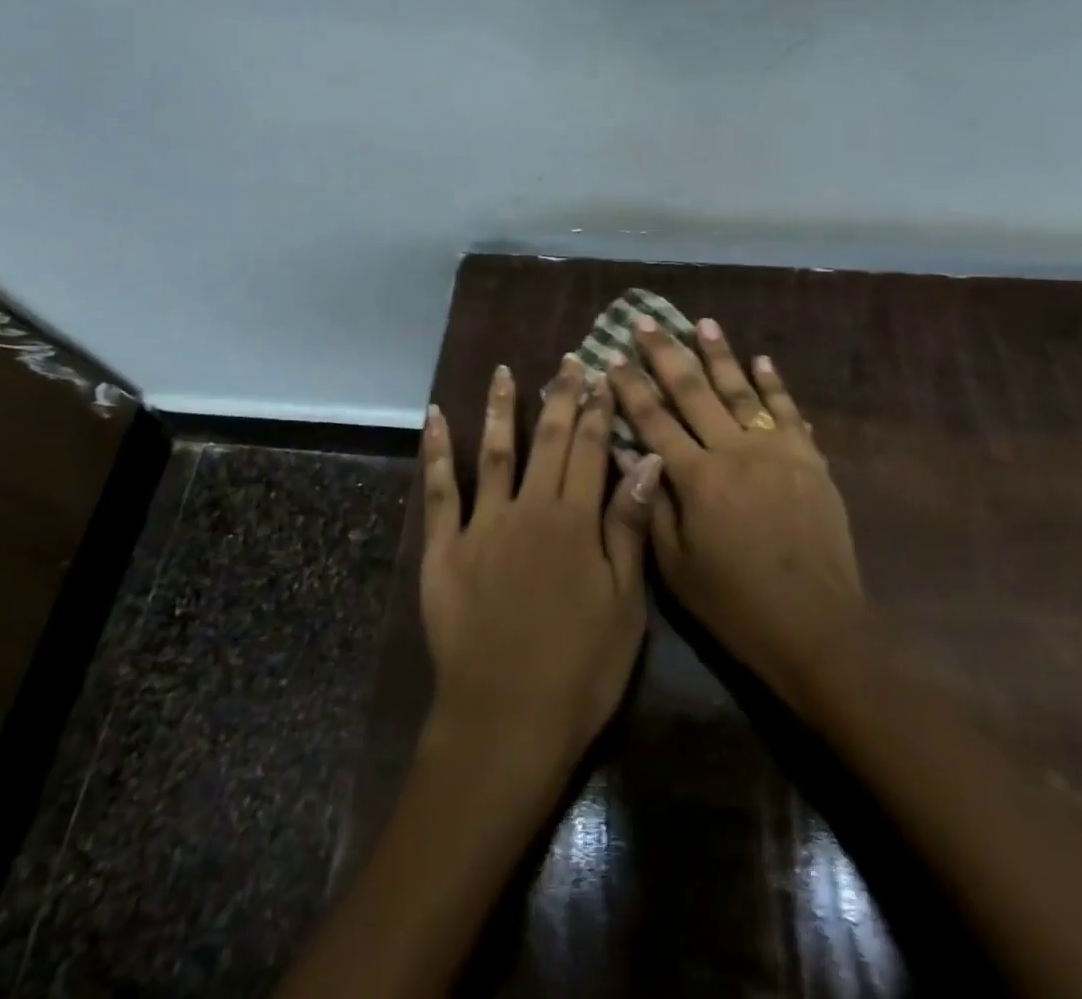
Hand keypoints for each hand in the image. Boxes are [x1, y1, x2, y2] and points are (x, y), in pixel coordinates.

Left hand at [419, 357, 665, 776]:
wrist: (506, 721)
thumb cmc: (580, 669)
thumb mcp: (625, 604)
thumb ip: (629, 527)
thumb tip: (647, 460)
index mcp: (575, 521)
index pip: (590, 450)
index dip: (598, 411)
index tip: (602, 376)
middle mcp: (529, 509)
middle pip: (547, 441)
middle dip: (560, 397)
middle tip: (567, 361)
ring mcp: (482, 525)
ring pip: (494, 452)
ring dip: (501, 408)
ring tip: (504, 372)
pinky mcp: (443, 548)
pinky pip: (439, 490)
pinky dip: (436, 450)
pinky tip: (434, 417)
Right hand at [606, 318, 865, 708]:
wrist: (816, 625)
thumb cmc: (735, 603)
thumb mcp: (676, 566)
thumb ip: (653, 504)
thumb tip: (633, 453)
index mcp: (696, 478)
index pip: (653, 420)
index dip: (630, 387)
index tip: (612, 358)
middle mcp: (733, 451)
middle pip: (693, 392)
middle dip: (666, 354)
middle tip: (646, 321)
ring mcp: (775, 450)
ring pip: (740, 390)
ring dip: (720, 354)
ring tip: (703, 323)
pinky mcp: (808, 459)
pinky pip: (787, 411)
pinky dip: (773, 383)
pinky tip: (761, 360)